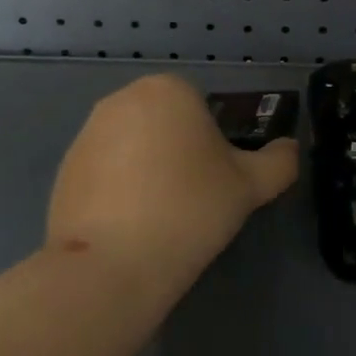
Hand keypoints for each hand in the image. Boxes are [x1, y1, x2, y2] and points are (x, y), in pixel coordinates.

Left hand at [48, 74, 297, 292]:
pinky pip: (105, 171)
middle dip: (178, 153)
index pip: (201, 108)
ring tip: (158, 218)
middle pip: (165, 123)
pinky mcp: (65, 168)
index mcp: (168, 89)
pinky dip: (117, 191)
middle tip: (191, 200)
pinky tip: (127, 228)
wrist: (111, 265)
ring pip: (135, 146)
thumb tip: (290, 149)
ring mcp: (87, 133)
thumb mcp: (251, 187)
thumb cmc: (190, 210)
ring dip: (148, 170)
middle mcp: (123, 98)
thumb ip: (279, 162)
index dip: (213, 145)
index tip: (213, 182)